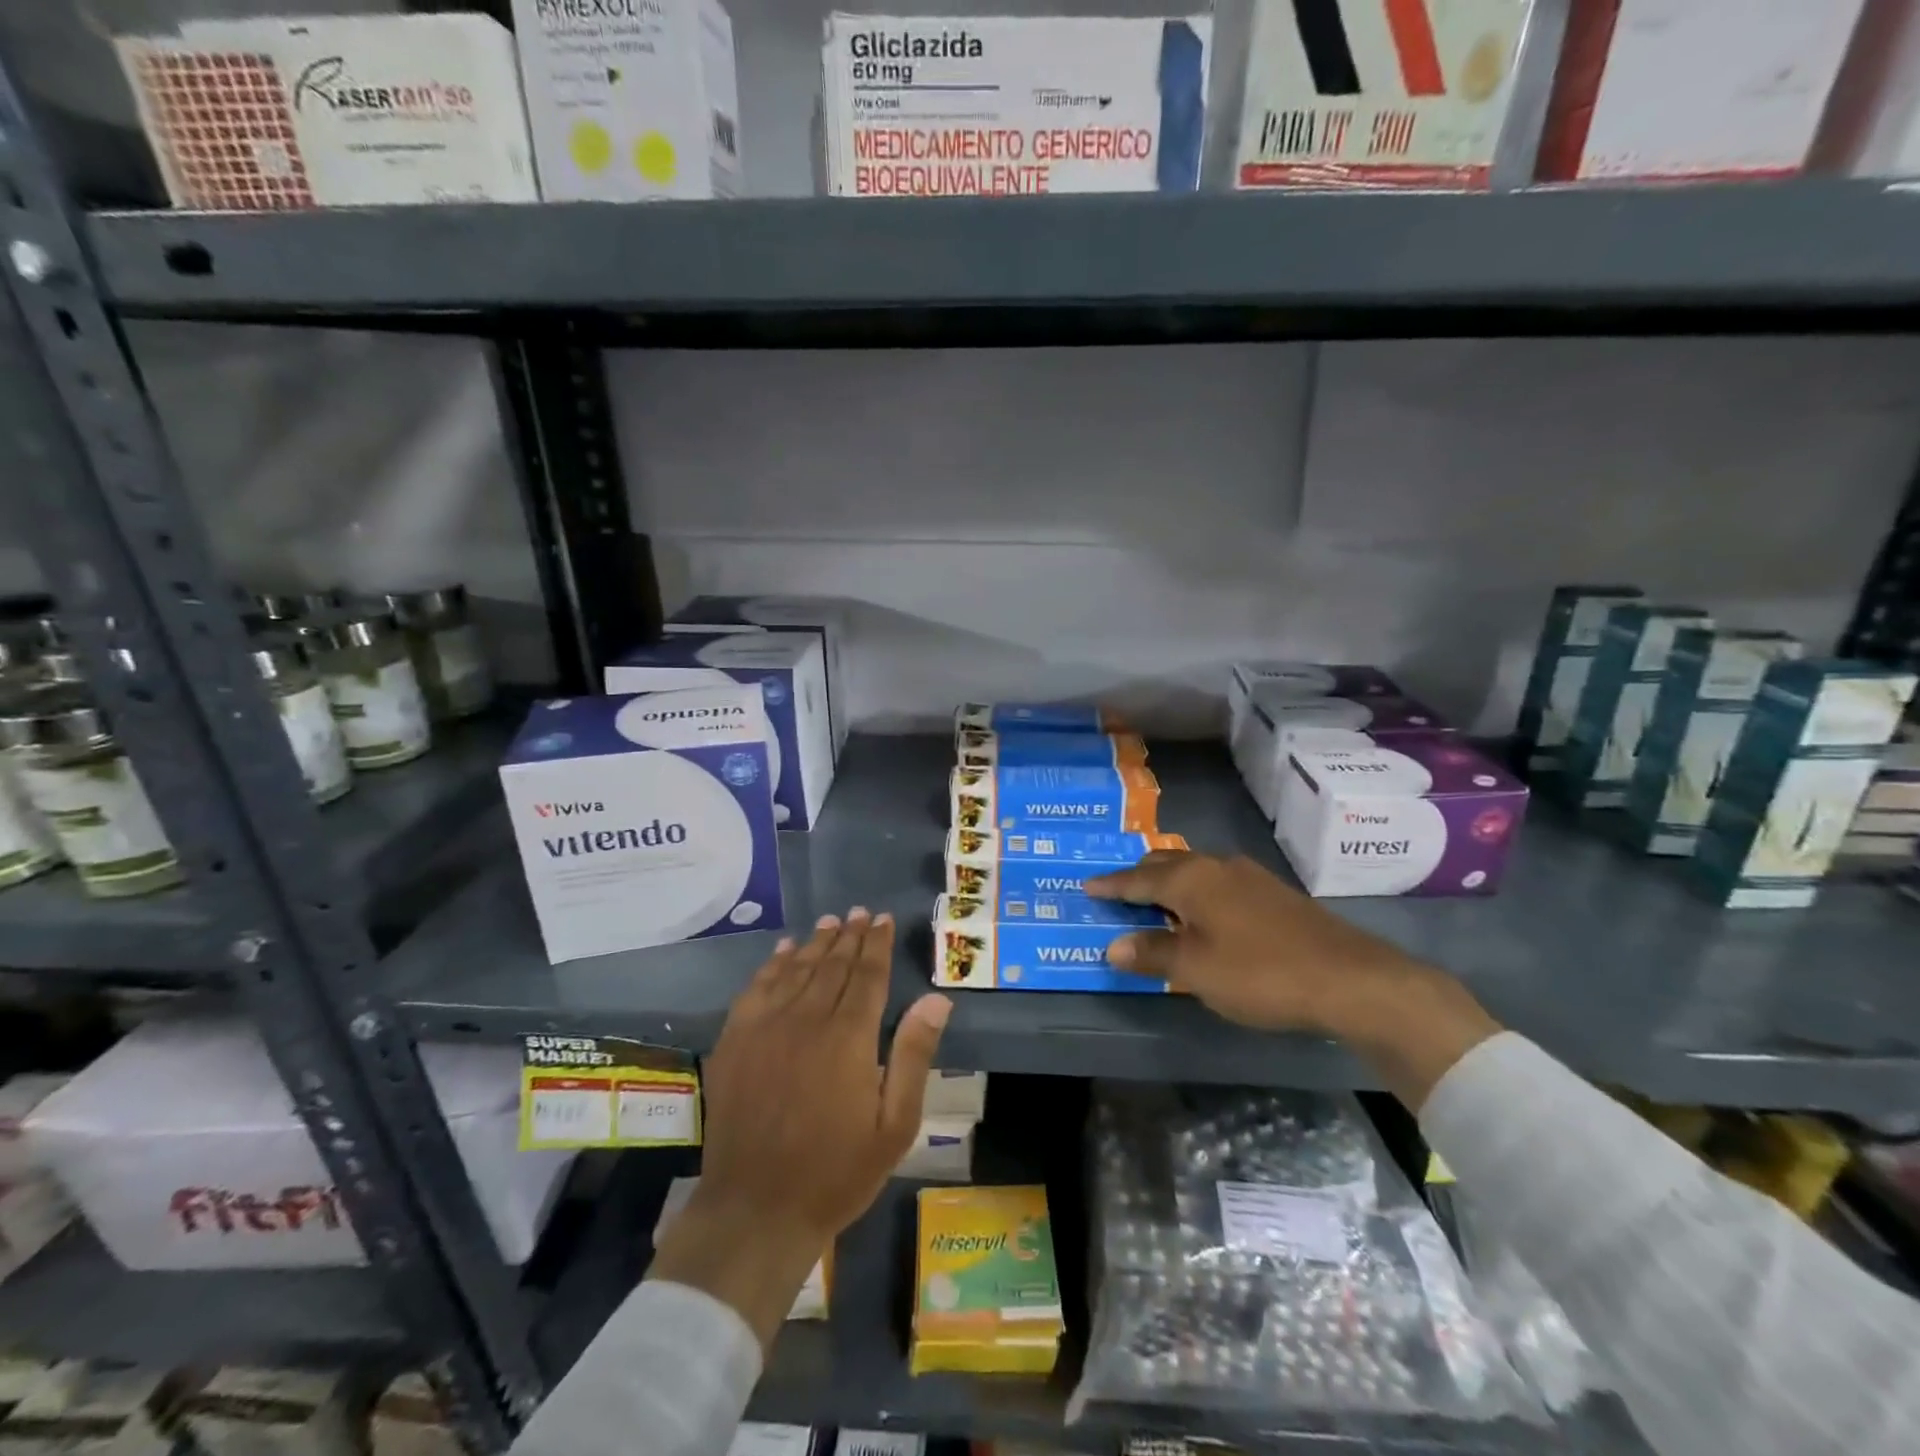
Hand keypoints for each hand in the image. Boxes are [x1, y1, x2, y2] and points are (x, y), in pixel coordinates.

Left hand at [649, 910, 950, 1346]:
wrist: (756, 1211)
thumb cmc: (837, 1172)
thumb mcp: (894, 1124)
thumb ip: (913, 1055)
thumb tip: (936, 998)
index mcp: (848, 1038)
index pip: (868, 976)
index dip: (878, 945)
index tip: (884, 919)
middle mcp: (806, 1020)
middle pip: (832, 966)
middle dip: (850, 936)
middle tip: (860, 913)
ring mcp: (764, 1028)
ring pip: (796, 970)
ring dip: (815, 943)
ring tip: (830, 922)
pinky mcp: (734, 1042)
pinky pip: (756, 989)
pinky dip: (772, 965)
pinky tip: (783, 951)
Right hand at [1085, 850, 1416, 1033]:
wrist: (1350, 978)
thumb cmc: (1261, 973)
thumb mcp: (1197, 971)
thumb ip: (1153, 955)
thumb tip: (1113, 945)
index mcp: (1191, 880)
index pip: (1138, 878)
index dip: (1111, 885)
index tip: (1087, 885)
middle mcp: (1217, 867)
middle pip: (1167, 864)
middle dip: (1140, 876)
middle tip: (1119, 891)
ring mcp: (1250, 877)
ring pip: (1196, 871)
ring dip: (1171, 883)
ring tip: (1157, 901)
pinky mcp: (1274, 893)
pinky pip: (1218, 883)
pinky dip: (1198, 893)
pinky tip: (1206, 914)